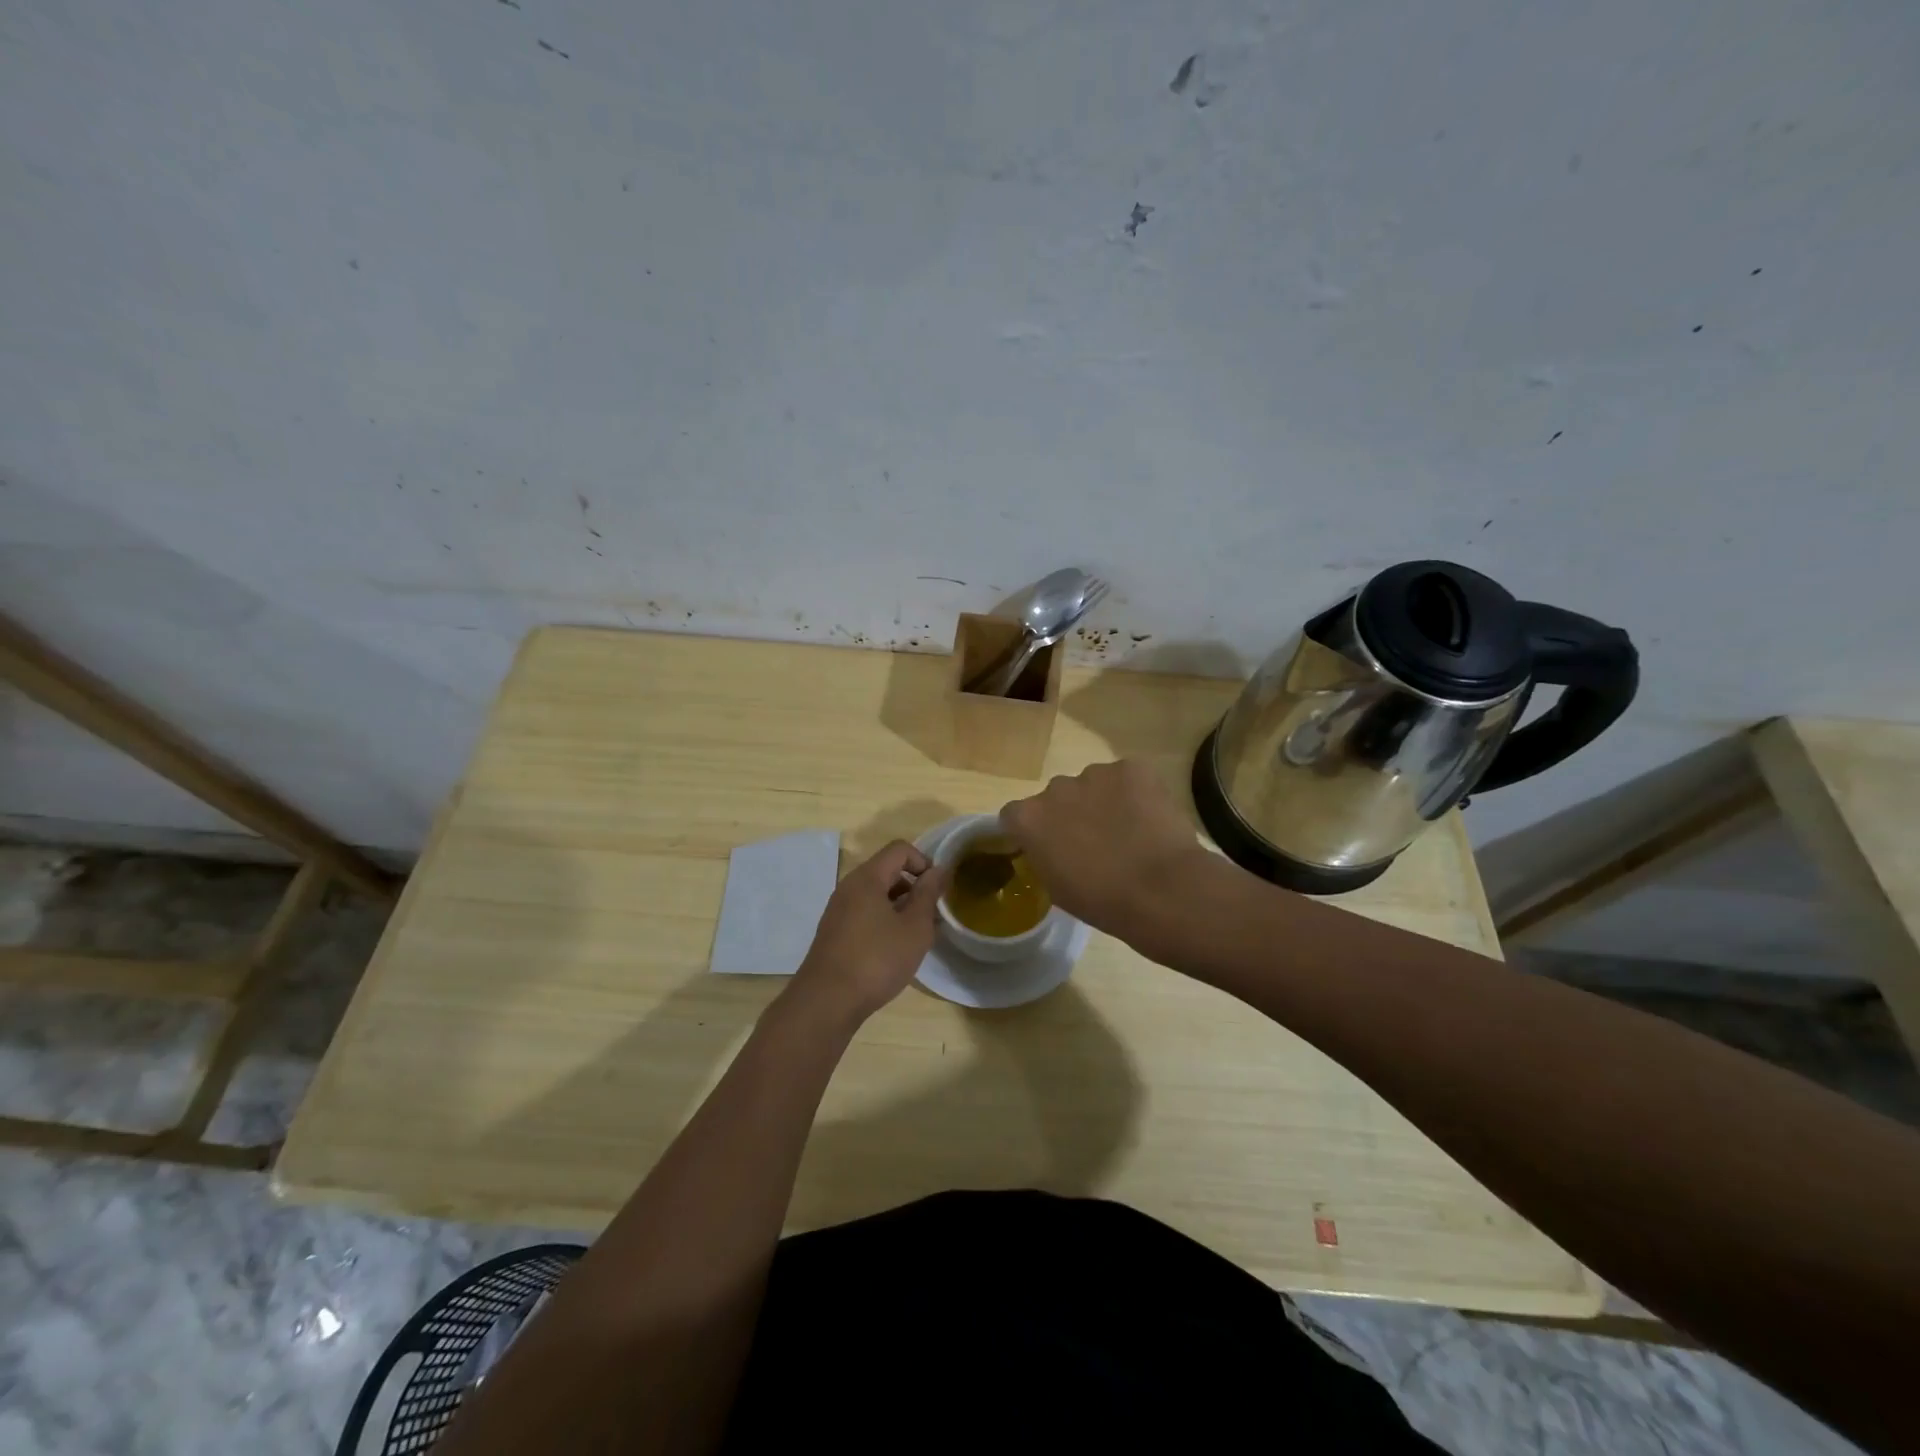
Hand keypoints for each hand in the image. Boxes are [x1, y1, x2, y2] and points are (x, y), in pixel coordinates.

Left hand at [788, 840, 949, 1025]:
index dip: (924, 862)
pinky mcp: (834, 932)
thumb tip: (938, 870)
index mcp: (867, 878)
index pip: (899, 849)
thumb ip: (928, 895)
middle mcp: (849, 887)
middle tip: (932, 916)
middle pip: (887, 871)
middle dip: (914, 887)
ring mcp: (838, 910)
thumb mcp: (914, 927)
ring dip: (900, 907)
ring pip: (876, 894)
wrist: (826, 1002)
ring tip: (916, 936)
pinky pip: (865, 913)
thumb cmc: (877, 960)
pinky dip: (884, 921)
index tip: (938, 890)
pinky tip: (894, 950)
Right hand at [999, 760, 1206, 938]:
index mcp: (1030, 819)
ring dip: (1103, 801)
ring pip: (1094, 784)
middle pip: (1057, 796)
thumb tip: (1052, 847)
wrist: (1162, 890)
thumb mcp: (1056, 888)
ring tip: (1129, 831)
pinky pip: (1128, 778)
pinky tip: (1150, 818)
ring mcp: (1096, 773)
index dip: (1032, 830)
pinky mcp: (1133, 768)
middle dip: (1071, 813)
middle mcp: (1056, 787)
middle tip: (1095, 841)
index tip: (1049, 846)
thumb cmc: (1103, 901)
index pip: (1016, 815)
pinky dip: (1136, 793)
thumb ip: (1044, 856)